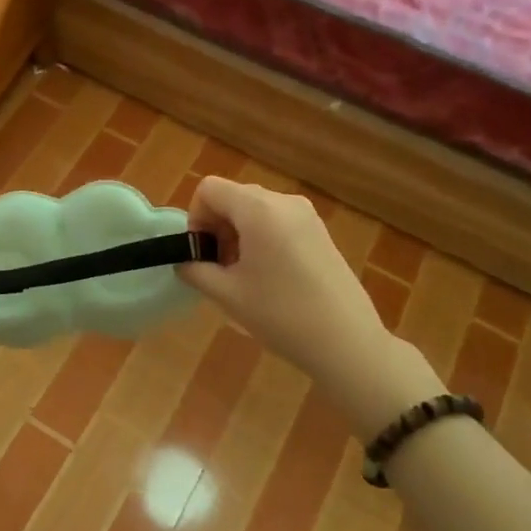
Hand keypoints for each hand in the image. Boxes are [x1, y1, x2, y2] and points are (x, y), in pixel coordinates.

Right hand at [179, 177, 432, 435]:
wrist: (346, 341)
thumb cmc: (281, 316)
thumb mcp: (227, 295)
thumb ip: (195, 270)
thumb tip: (184, 260)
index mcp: (258, 209)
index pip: (209, 189)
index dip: (196, 218)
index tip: (202, 253)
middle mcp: (283, 201)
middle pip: (233, 196)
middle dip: (217, 226)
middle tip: (219, 268)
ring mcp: (306, 215)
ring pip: (255, 209)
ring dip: (238, 233)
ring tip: (243, 275)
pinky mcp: (319, 231)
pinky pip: (277, 220)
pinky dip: (261, 237)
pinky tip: (269, 276)